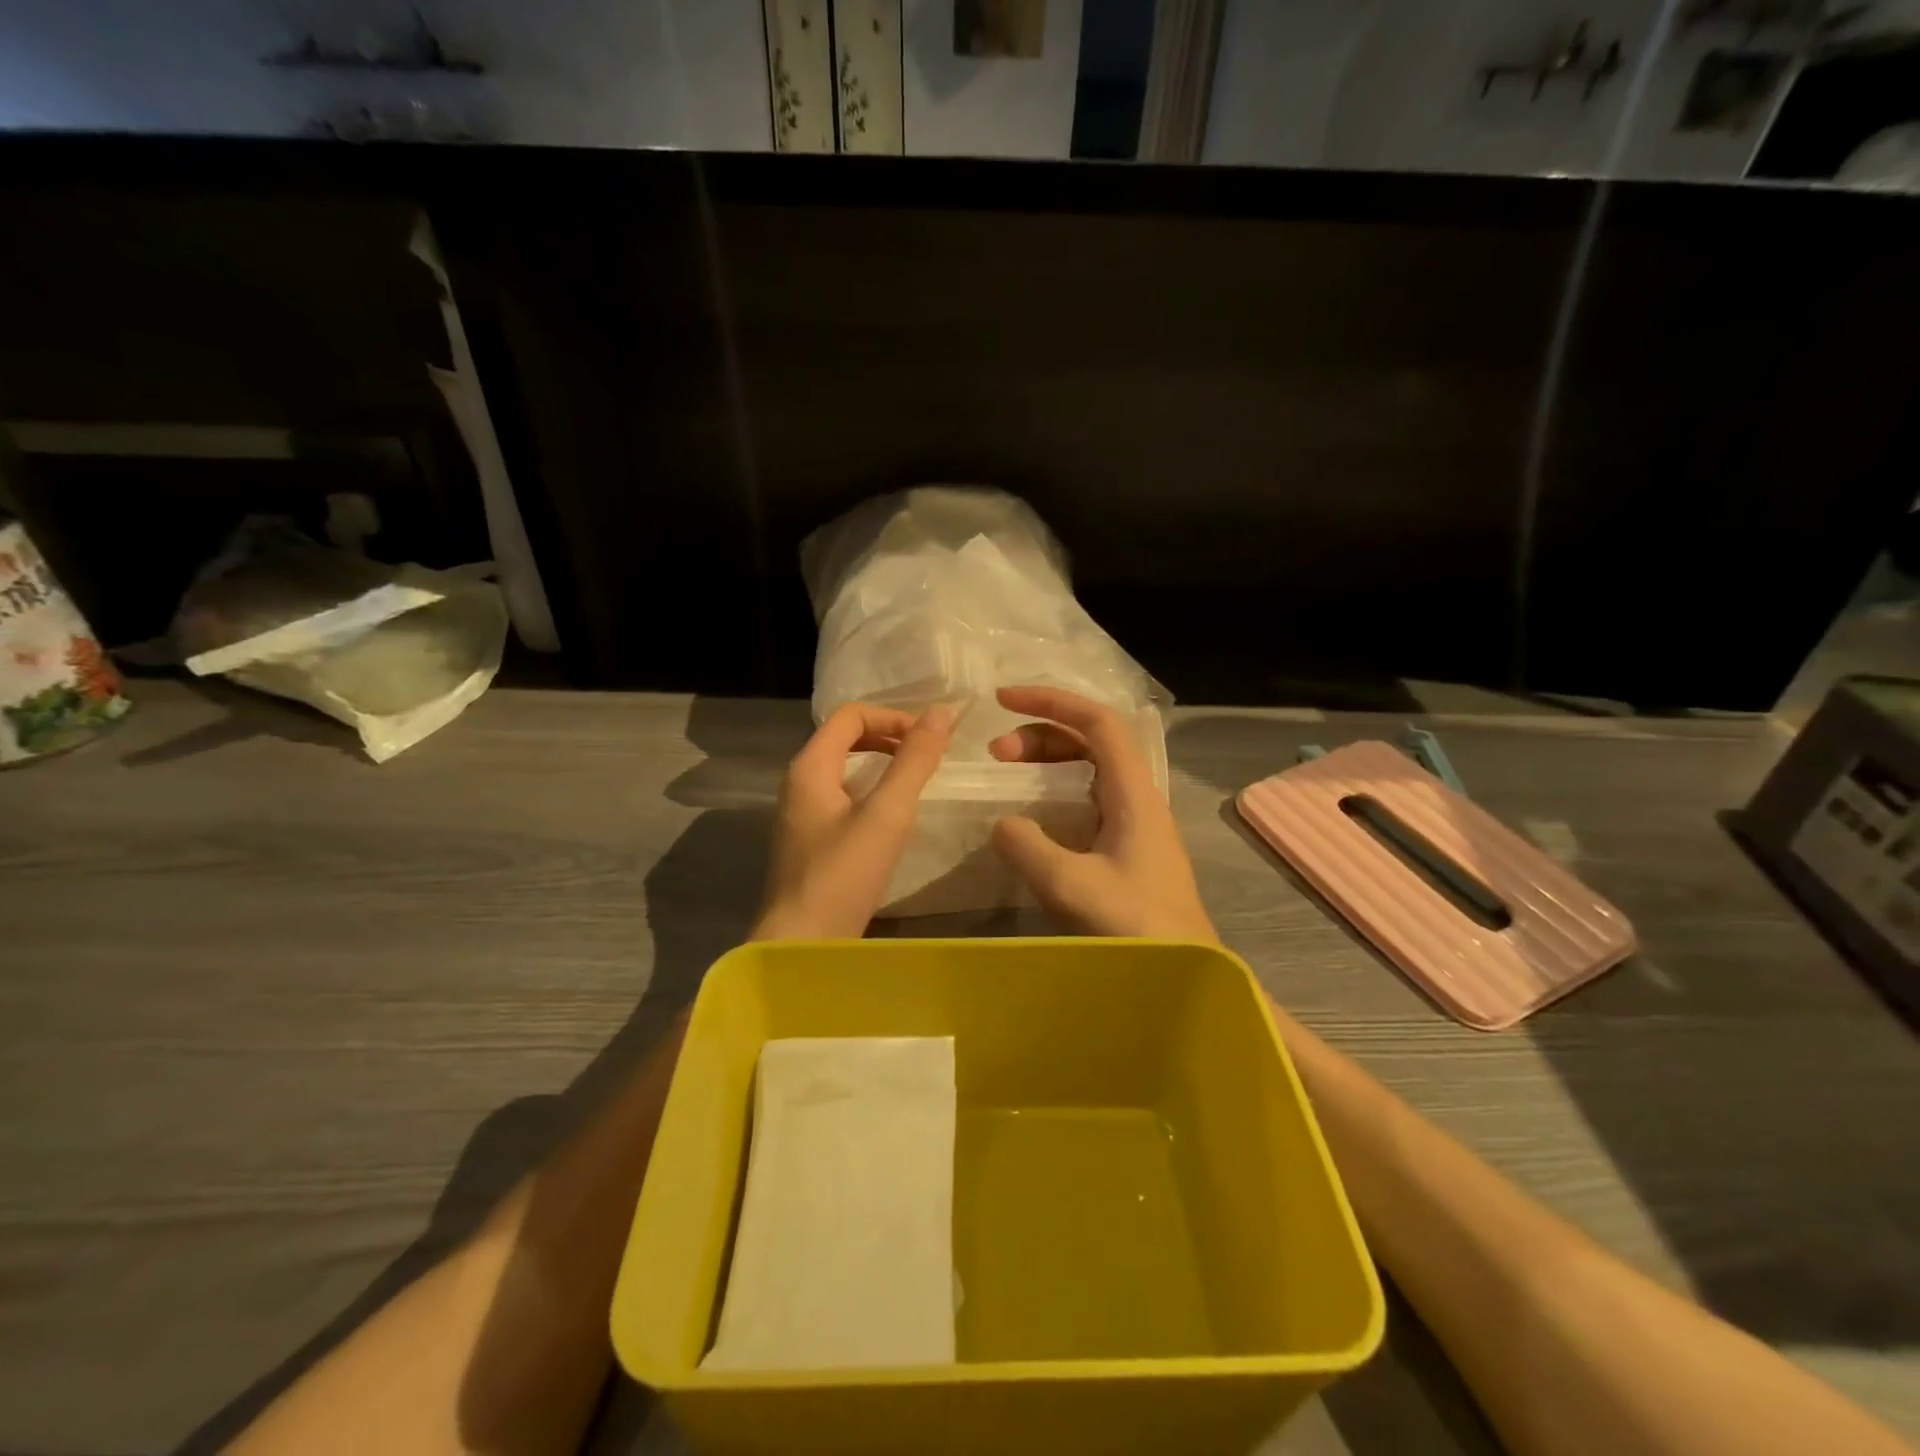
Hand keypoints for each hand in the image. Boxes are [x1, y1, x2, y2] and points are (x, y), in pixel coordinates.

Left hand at [751, 703, 954, 939]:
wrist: (802, 944)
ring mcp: (801, 813)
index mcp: (810, 767)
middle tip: (928, 754)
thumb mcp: (887, 814)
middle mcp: (799, 783)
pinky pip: (841, 796)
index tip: (930, 738)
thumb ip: (913, 762)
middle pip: (845, 738)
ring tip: (916, 778)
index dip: (893, 717)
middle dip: (889, 736)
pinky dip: (870, 790)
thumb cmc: (843, 875)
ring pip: (844, 768)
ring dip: (881, 763)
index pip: (850, 716)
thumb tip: (941, 712)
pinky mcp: (810, 840)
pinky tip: (892, 815)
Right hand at [987, 686, 1215, 940]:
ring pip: (1090, 770)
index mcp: (1133, 794)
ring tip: (1006, 774)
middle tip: (995, 753)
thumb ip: (1027, 846)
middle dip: (1041, 734)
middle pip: (1092, 741)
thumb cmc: (1135, 931)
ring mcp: (1136, 825)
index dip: (1051, 702)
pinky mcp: (1129, 851)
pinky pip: (1087, 801)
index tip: (1003, 701)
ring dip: (1047, 762)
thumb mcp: (1070, 886)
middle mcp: (1138, 799)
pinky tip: (1033, 817)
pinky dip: (1054, 792)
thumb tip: (1002, 823)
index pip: (1097, 722)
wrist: (1187, 979)